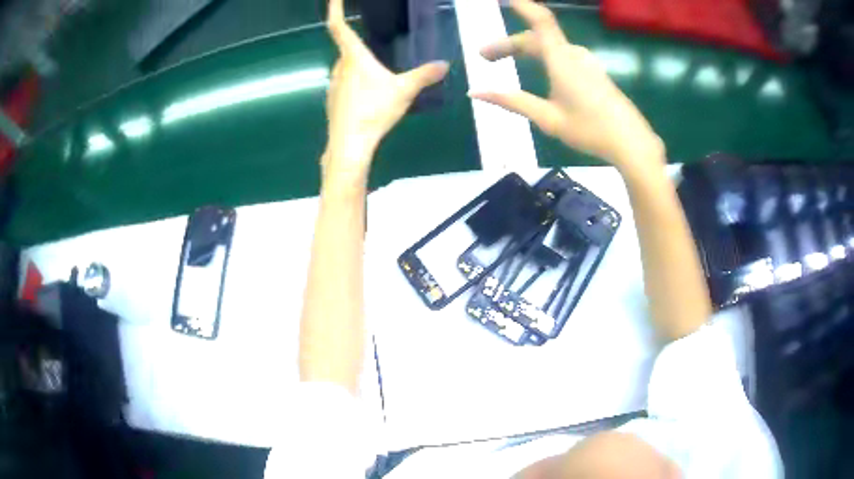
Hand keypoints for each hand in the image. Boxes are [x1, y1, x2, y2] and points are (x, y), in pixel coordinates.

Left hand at [324, 0, 448, 181]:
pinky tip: (370, 98)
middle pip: (346, 49)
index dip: (334, 9)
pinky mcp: (333, 102)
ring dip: (358, 67)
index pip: (339, 26)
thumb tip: (445, 64)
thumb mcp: (404, 91)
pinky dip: (355, 84)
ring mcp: (333, 86)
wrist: (349, 144)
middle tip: (377, 48)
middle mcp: (339, 68)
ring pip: (345, 68)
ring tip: (378, 77)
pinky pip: (344, 85)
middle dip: (358, 45)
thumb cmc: (373, 111)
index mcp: (353, 58)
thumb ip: (425, 76)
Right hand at [471, 0, 663, 172]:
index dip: (524, 7)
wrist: (632, 142)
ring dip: (527, 50)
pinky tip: (539, 71)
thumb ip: (512, 101)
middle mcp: (574, 54)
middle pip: (537, 38)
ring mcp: (587, 62)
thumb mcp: (547, 118)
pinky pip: (563, 55)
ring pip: (550, 47)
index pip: (540, 21)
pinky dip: (544, 56)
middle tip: (484, 58)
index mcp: (561, 60)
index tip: (507, 0)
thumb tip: (475, 92)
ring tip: (507, 62)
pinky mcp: (595, 72)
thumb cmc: (590, 130)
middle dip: (509, 45)